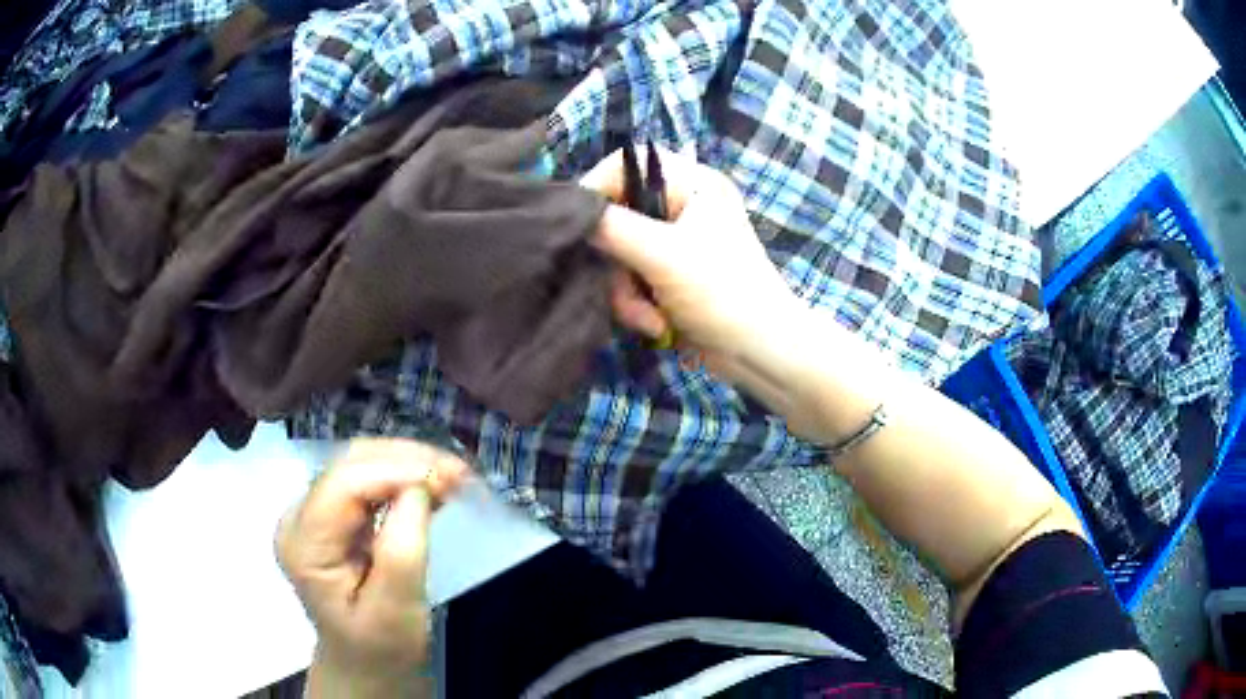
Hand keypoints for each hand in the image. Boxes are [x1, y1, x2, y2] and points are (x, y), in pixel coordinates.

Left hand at [277, 438, 467, 696]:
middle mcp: (299, 517)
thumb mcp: (396, 610)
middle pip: (349, 465)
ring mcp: (313, 513)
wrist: (366, 663)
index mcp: (304, 545)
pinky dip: (403, 476)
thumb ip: (403, 549)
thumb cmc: (381, 646)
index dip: (395, 471)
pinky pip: (367, 480)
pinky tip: (433, 484)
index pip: (343, 486)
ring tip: (453, 476)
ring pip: (360, 464)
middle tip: (459, 473)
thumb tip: (419, 487)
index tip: (450, 477)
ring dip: (408, 463)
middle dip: (406, 460)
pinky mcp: (333, 515)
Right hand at [580, 148, 806, 388]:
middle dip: (617, 262)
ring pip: (619, 253)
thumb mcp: (663, 255)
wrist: (760, 352)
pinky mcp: (669, 274)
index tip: (578, 226)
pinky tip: (656, 324)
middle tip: (626, 288)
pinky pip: (631, 278)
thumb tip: (571, 212)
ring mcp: (675, 241)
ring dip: (625, 291)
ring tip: (649, 317)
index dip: (596, 191)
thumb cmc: (722, 293)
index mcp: (692, 183)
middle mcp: (682, 205)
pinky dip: (636, 303)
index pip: (626, 165)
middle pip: (617, 215)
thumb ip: (612, 228)